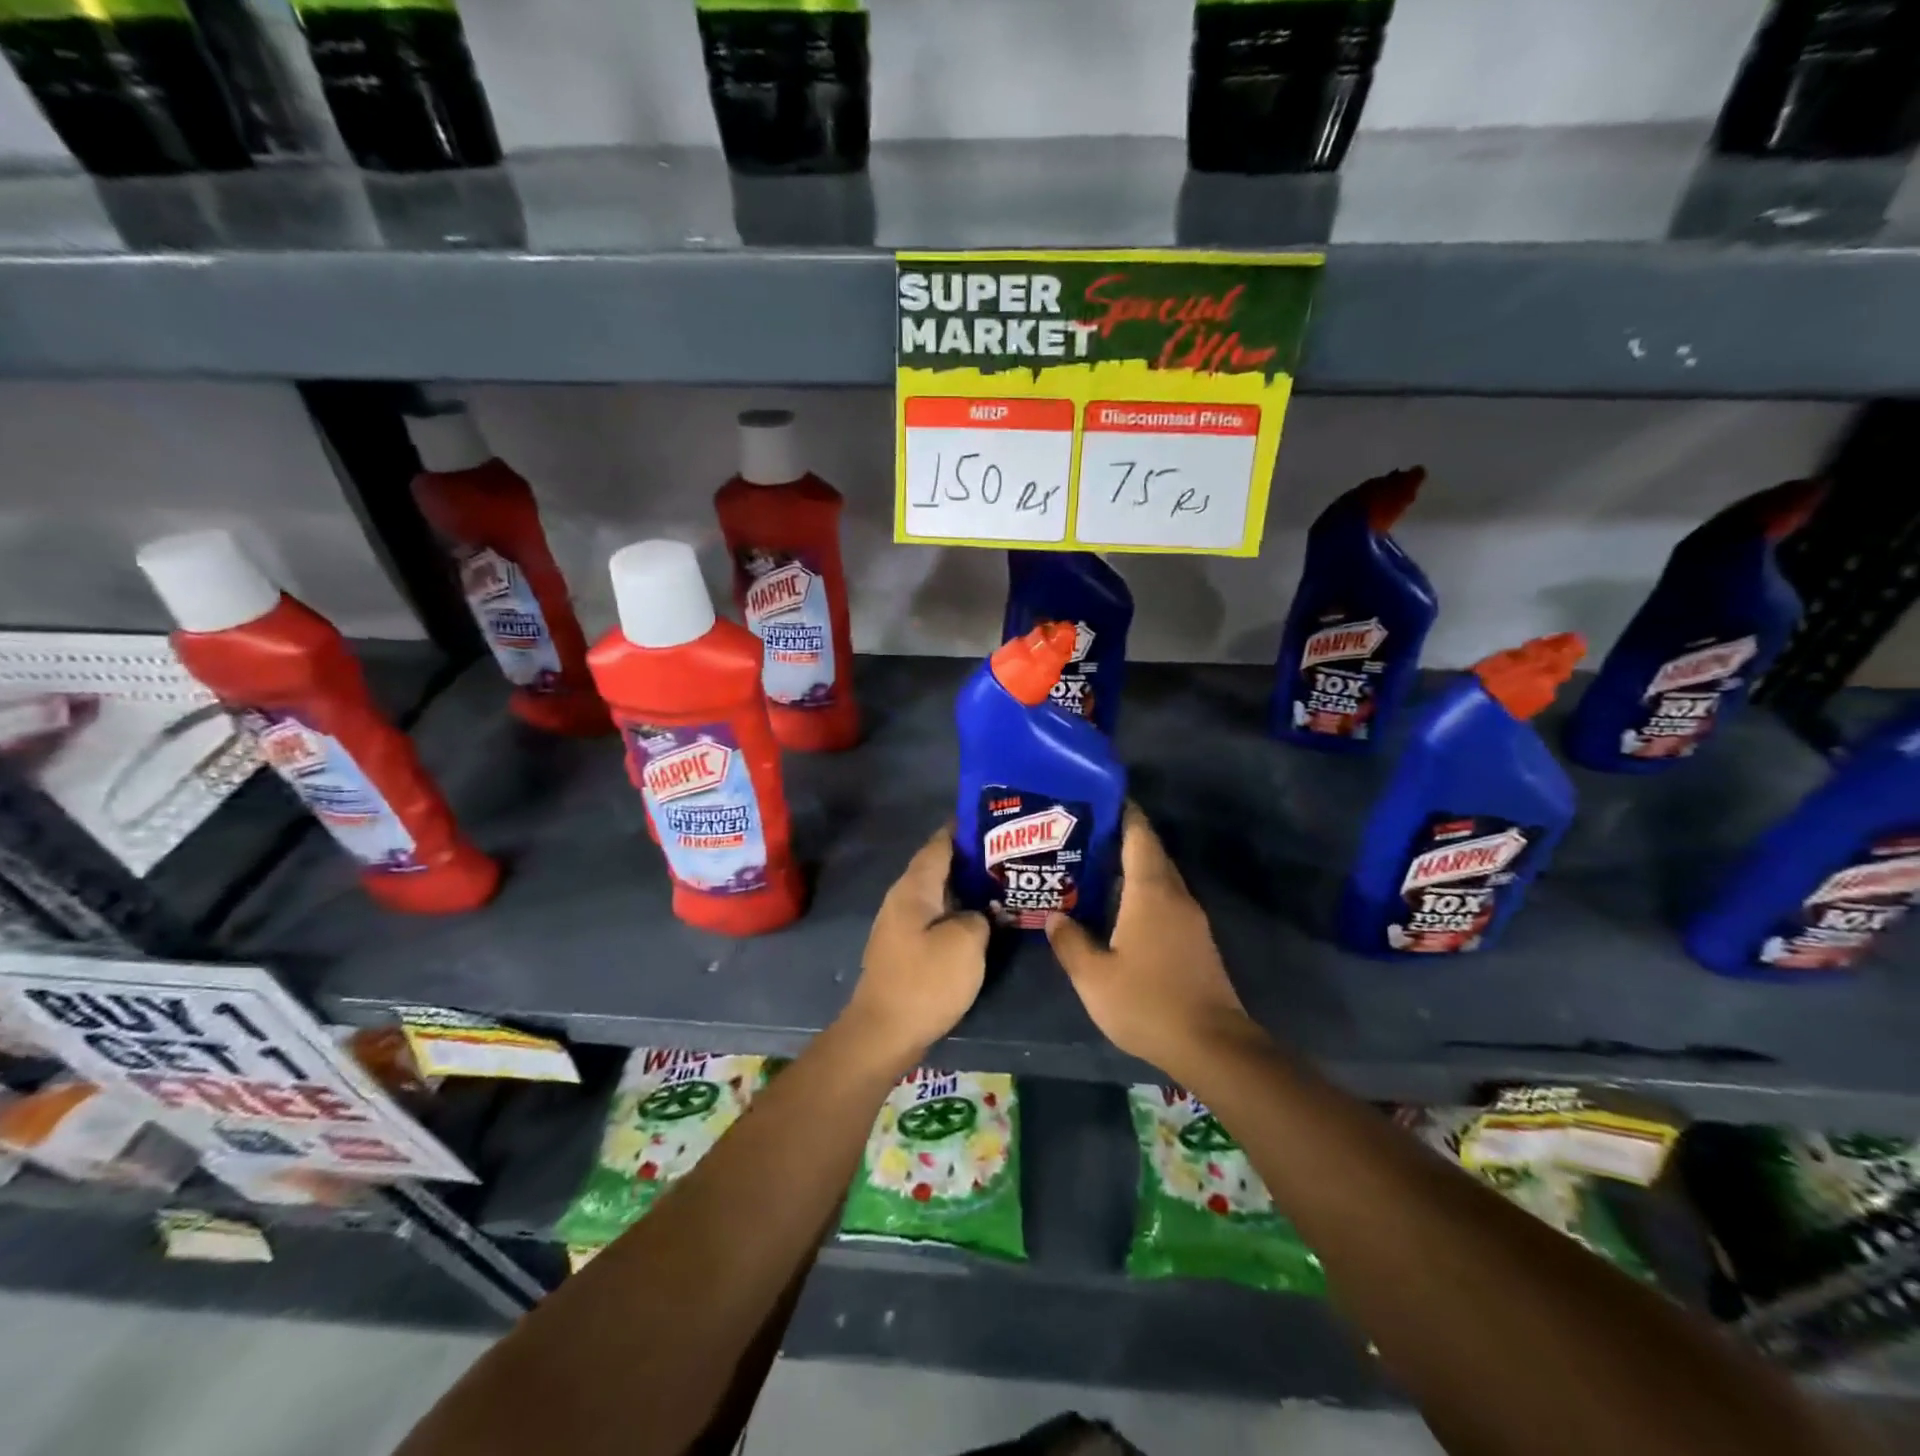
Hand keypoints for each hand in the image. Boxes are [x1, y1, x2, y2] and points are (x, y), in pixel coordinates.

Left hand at [842, 825, 988, 1068]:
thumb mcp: (966, 943)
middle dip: (972, 859)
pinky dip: (959, 912)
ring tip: (1003, 883)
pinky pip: (936, 917)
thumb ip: (981, 916)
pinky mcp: (906, 948)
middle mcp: (903, 898)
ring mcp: (902, 924)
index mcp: (914, 887)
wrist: (884, 1032)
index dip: (964, 829)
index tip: (994, 820)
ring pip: (939, 894)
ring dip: (967, 888)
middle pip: (940, 867)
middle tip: (1010, 854)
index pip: (940, 844)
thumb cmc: (925, 981)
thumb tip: (981, 912)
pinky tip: (983, 920)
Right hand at [1046, 805, 1260, 1079]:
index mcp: (1151, 892)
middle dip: (1122, 838)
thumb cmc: (1147, 1003)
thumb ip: (1070, 942)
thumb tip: (1055, 916)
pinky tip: (1120, 908)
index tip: (1100, 798)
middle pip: (1150, 853)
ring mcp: (1191, 919)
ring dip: (1132, 867)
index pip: (1139, 836)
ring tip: (1095, 867)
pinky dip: (1143, 892)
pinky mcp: (1196, 941)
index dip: (1123, 812)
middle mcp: (1175, 896)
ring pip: (1159, 878)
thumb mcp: (1094, 977)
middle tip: (1083, 834)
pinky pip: (1166, 900)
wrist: (1212, 1046)